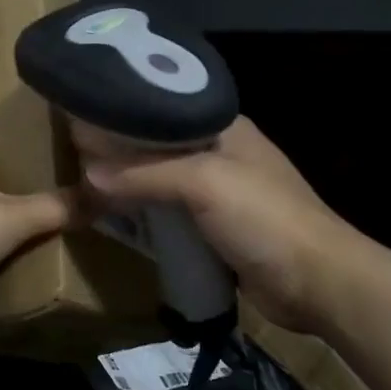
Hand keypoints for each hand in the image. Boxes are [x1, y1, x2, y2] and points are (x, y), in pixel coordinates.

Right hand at [79, 117, 351, 333]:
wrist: (317, 282)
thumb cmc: (264, 218)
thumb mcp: (204, 183)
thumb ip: (145, 173)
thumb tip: (88, 173)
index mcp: (224, 127)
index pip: (164, 108)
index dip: (125, 112)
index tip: (82, 115)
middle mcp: (221, 153)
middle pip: (160, 146)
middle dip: (122, 152)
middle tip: (73, 154)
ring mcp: (220, 193)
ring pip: (164, 182)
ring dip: (132, 186)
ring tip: (84, 184)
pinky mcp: (217, 230)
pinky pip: (171, 216)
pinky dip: (146, 216)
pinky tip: (116, 219)